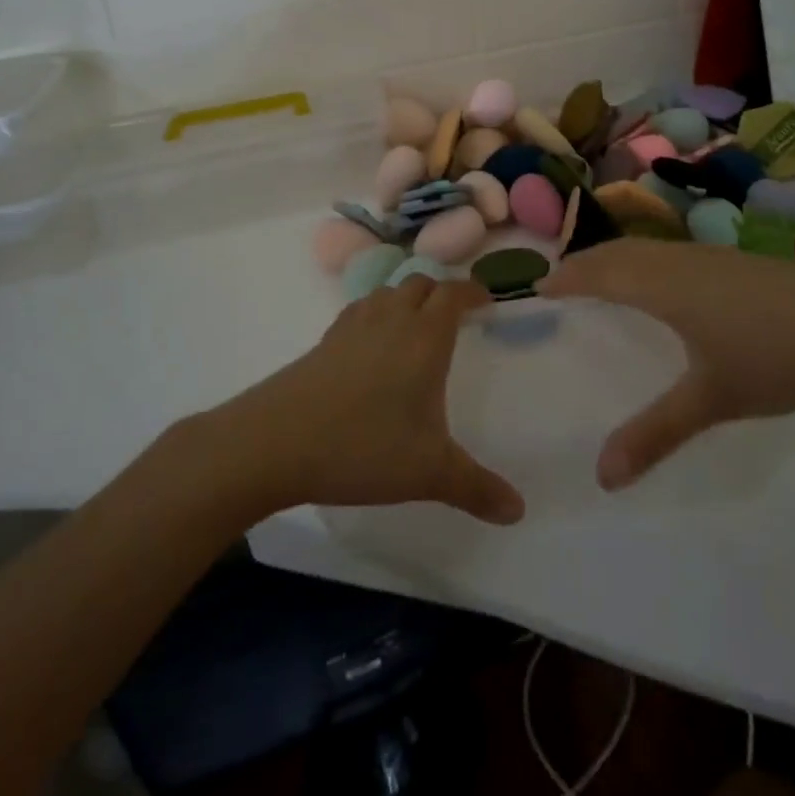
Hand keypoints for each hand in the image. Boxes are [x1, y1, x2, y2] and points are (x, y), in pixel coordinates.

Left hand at [214, 277, 524, 524]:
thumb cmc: (363, 447)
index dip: (472, 291)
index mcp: (425, 338)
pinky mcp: (323, 341)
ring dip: (406, 299)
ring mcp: (352, 327)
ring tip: (414, 327)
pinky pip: (358, 311)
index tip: (486, 299)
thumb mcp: (428, 473)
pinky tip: (371, 347)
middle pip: (420, 284)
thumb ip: (477, 488)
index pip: (453, 294)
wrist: (275, 442)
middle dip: (441, 293)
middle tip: (454, 317)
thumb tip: (519, 511)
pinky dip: (375, 315)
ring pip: (386, 292)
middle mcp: (391, 320)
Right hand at [540, 240, 794, 489]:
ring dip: (619, 259)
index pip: (601, 271)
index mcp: (665, 285)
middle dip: (587, 262)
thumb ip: (655, 433)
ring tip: (604, 280)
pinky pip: (675, 255)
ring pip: (651, 250)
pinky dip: (650, 263)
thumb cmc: (780, 357)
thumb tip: (601, 477)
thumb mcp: (714, 399)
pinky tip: (667, 287)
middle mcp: (683, 260)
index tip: (539, 285)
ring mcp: (716, 256)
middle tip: (563, 280)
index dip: (568, 276)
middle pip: (621, 252)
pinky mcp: (742, 263)